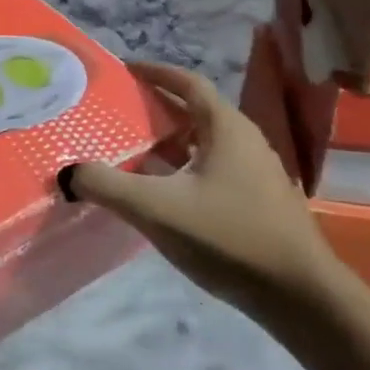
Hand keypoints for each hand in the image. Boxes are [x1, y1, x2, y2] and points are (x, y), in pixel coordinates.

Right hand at [66, 62, 341, 326]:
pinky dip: (182, 167)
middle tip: (116, 112)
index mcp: (226, 129)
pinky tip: (159, 191)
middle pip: (194, 111)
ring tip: (129, 150)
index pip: (188, 83)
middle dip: (155, 108)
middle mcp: (245, 142)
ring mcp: (256, 173)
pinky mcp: (258, 202)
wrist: (301, 298)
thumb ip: (106, 185)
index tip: (123, 70)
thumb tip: (67, 172)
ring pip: (203, 143)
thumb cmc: (229, 238)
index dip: (155, 73)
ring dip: (167, 141)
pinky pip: (211, 168)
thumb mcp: (155, 209)